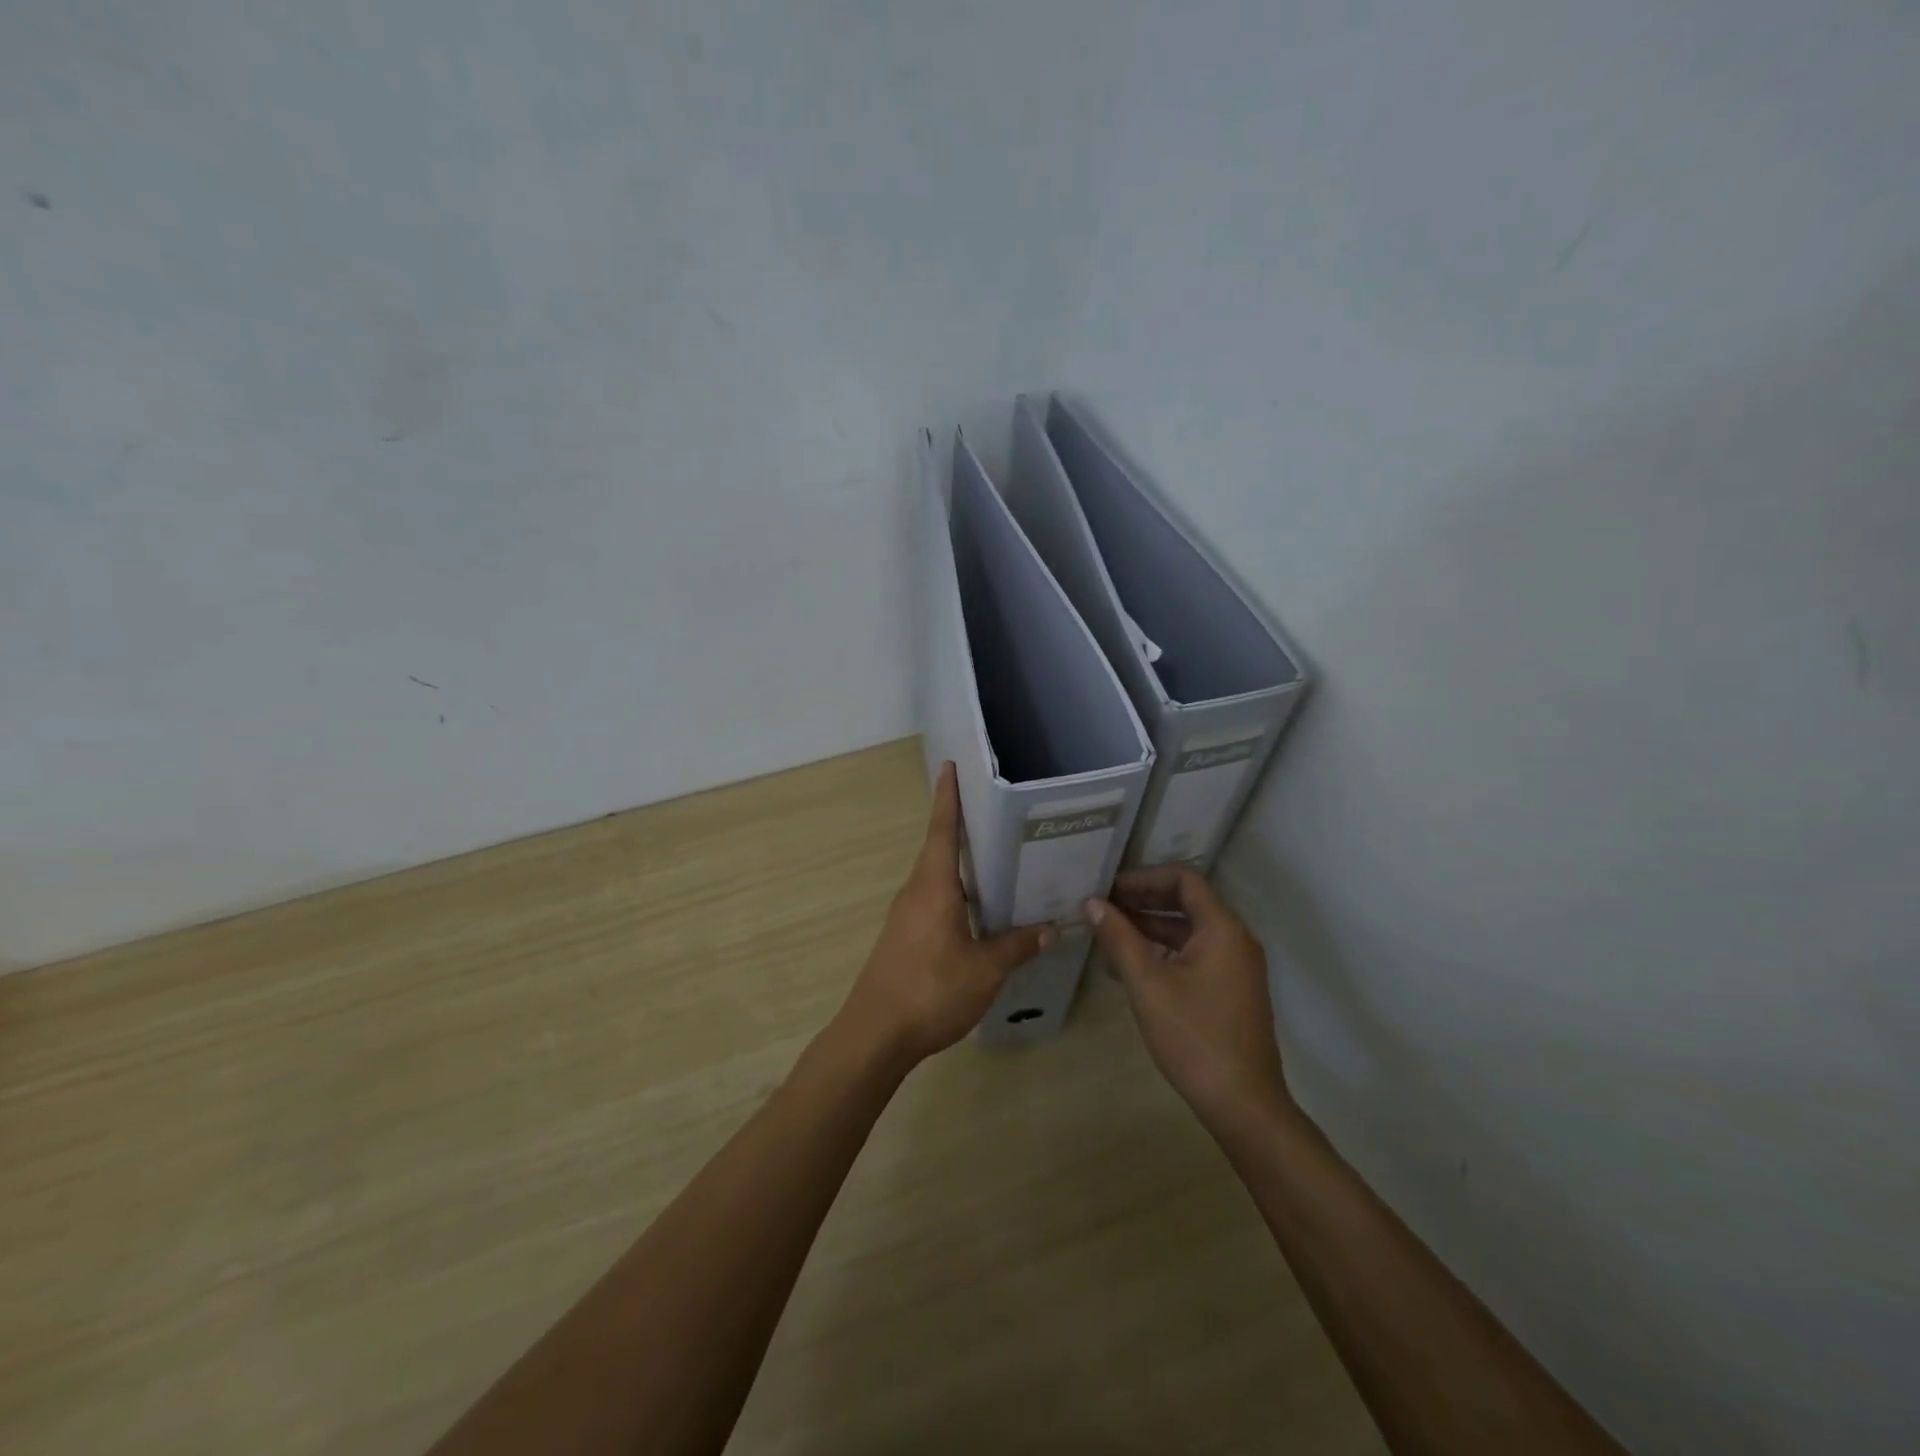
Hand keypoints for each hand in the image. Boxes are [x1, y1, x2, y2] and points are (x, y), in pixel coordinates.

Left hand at [840, 762, 1054, 1065]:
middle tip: (996, 812)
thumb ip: (1016, 947)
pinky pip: (934, 900)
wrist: (875, 1034)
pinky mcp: (904, 937)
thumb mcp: (984, 970)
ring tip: (997, 858)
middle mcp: (916, 892)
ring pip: (937, 878)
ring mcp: (906, 915)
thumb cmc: (930, 990)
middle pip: (940, 849)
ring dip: (961, 864)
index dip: (948, 798)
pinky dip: (957, 893)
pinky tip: (979, 910)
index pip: (942, 831)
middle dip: (962, 827)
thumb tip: (1050, 929)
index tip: (950, 766)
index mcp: (934, 887)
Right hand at [1087, 866, 1288, 1128]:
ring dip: (1149, 927)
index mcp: (1223, 929)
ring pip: (1188, 930)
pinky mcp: (1230, 989)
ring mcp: (1235, 965)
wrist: (1243, 1105)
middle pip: (1186, 901)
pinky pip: (1194, 954)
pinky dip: (1163, 951)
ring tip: (1107, 934)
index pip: (1184, 879)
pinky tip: (1129, 966)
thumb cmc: (1194, 1038)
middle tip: (1102, 907)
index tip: (1109, 888)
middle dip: (1143, 901)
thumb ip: (1119, 939)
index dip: (1144, 877)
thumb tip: (1092, 903)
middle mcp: (1235, 939)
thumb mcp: (1148, 985)